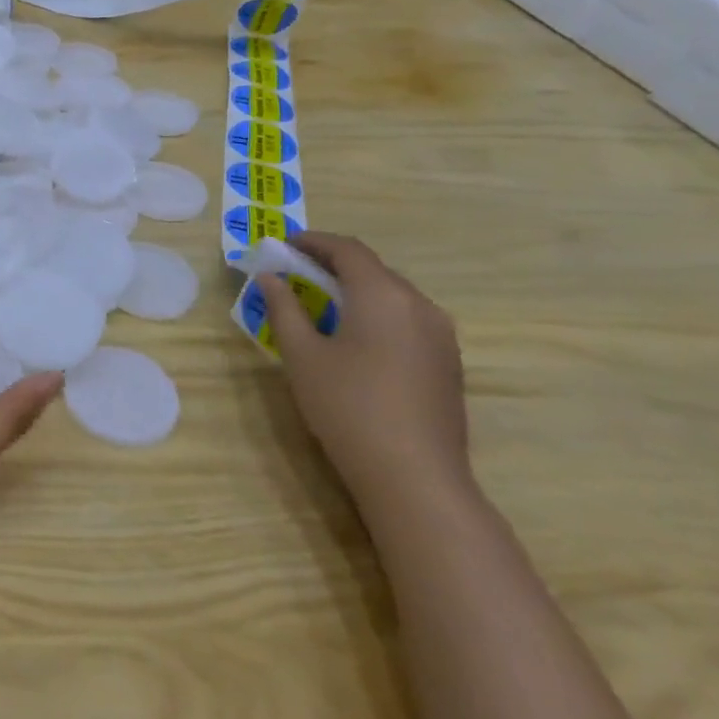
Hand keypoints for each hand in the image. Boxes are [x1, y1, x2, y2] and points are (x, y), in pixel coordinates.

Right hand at [259, 233, 472, 516]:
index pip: (347, 250)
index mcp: (382, 295)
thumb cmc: (347, 406)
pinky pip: (407, 319)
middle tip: (295, 275)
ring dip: (356, 291)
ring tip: (321, 305)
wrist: (415, 477)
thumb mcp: (302, 355)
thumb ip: (284, 308)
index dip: (313, 242)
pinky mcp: (448, 362)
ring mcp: (441, 335)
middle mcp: (419, 305)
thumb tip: (270, 278)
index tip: (284, 246)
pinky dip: (376, 314)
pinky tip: (355, 338)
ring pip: (393, 295)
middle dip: (332, 266)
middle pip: (373, 269)